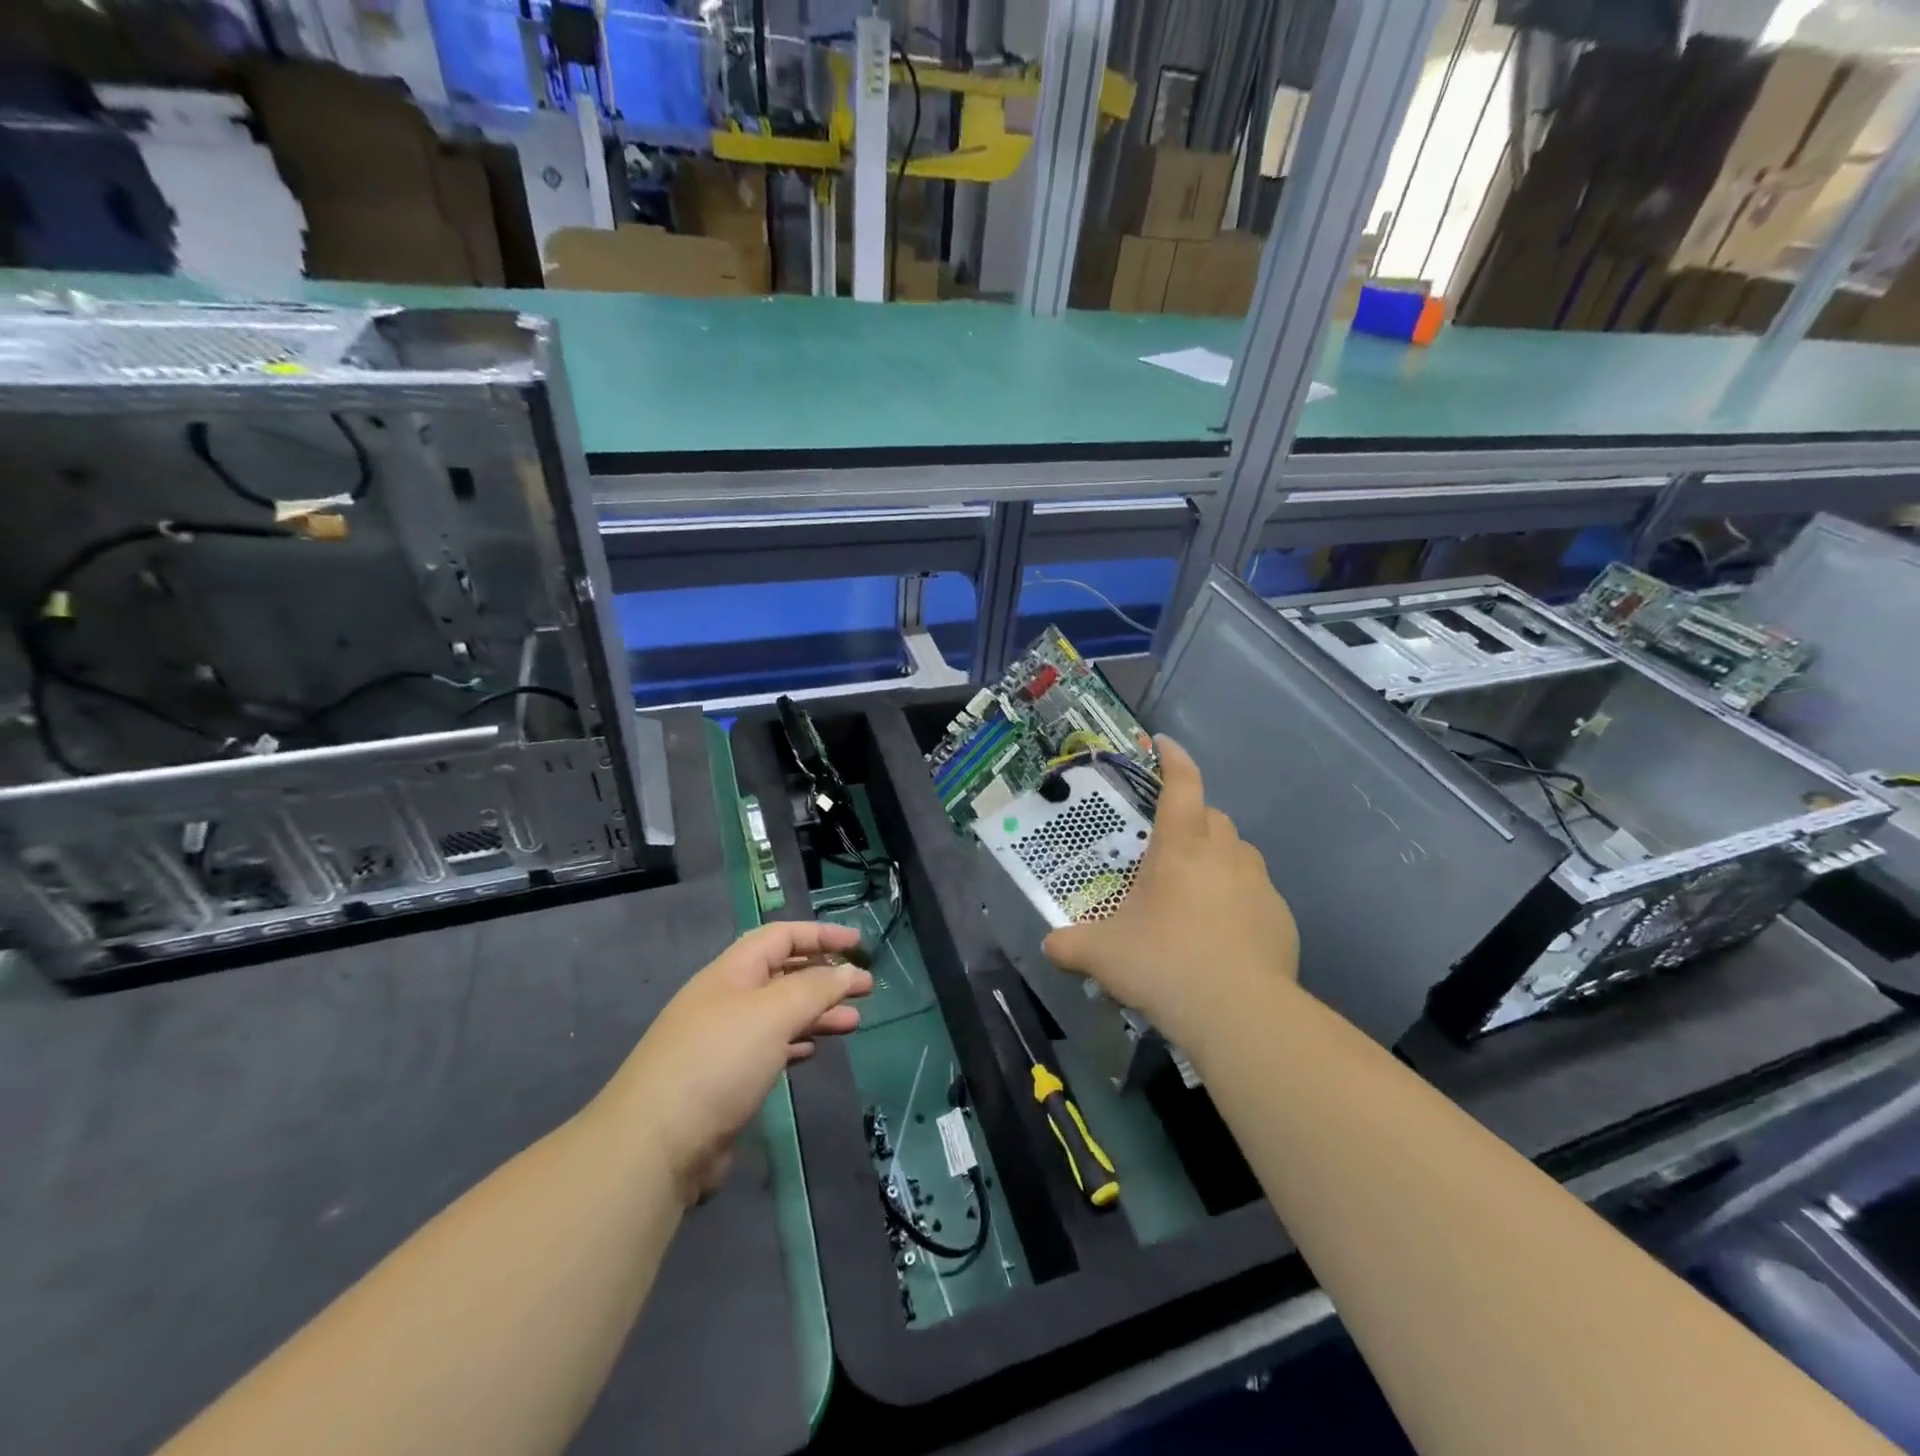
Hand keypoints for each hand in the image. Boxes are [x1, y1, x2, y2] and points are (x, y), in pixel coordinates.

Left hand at [601, 922, 872, 1203]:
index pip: (781, 937)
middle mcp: (726, 1000)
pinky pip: (769, 1048)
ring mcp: (723, 1041)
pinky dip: (796, 1042)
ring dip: (817, 1012)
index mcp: (731, 972)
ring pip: (779, 1013)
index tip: (858, 944)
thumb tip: (847, 970)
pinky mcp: (724, 1081)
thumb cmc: (718, 1062)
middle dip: (824, 976)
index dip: (821, 934)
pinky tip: (814, 1050)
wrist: (655, 1145)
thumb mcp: (772, 1013)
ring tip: (853, 1022)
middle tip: (864, 988)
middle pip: (782, 974)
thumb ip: (815, 988)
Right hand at [1042, 736, 1297, 1051]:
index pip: (1181, 786)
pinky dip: (1239, 900)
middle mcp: (1224, 856)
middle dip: (1193, 819)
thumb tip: (1049, 946)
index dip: (1173, 760)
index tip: (1163, 744)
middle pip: (1214, 817)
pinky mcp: (1281, 921)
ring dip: (1218, 859)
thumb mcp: (1102, 955)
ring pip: (1240, 854)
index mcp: (1181, 848)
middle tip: (1169, 845)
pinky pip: (1257, 895)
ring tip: (1195, 891)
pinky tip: (1222, 935)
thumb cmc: (1163, 964)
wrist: (1238, 1014)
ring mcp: (1259, 887)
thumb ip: (1070, 945)